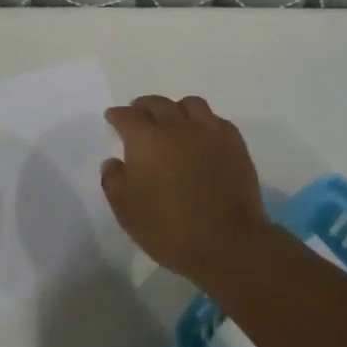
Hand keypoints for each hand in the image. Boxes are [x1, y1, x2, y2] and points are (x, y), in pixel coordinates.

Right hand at [100, 95, 272, 284]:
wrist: (227, 242)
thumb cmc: (169, 228)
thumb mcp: (127, 211)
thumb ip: (114, 181)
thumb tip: (112, 162)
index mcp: (145, 139)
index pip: (126, 116)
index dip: (117, 115)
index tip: (113, 118)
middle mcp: (176, 126)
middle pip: (157, 104)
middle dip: (143, 106)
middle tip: (138, 114)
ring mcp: (208, 132)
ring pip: (190, 104)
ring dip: (176, 109)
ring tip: (173, 121)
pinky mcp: (234, 143)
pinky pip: (216, 119)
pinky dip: (204, 122)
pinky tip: (202, 136)